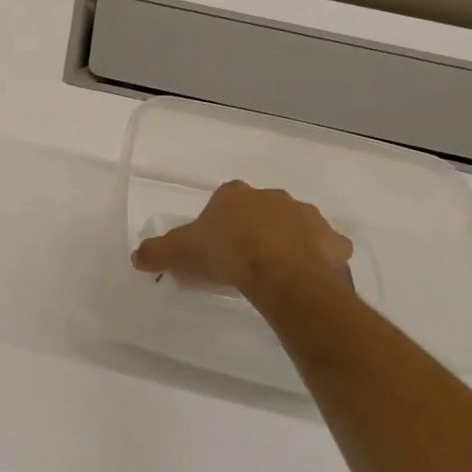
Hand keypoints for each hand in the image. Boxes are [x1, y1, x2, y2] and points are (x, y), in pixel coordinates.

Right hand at [131, 181, 352, 294]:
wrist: (281, 276)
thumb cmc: (226, 255)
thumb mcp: (177, 253)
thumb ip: (155, 252)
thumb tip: (137, 257)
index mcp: (235, 194)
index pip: (225, 198)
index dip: (220, 220)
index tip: (215, 243)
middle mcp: (273, 197)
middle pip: (262, 209)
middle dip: (255, 228)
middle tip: (243, 258)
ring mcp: (308, 217)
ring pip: (295, 226)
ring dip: (287, 241)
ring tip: (274, 271)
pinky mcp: (334, 243)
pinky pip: (325, 249)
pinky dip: (319, 259)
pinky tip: (306, 278)